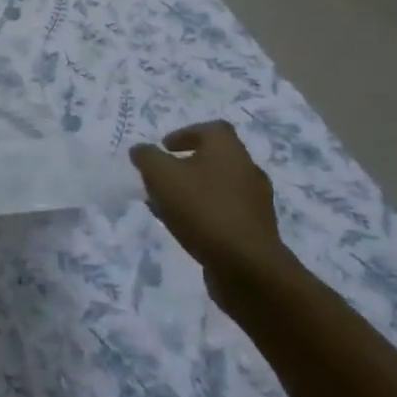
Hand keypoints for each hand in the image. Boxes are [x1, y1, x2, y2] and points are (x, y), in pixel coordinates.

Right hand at [130, 122, 288, 304]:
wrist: (247, 267)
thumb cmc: (203, 209)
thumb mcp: (162, 176)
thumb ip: (147, 157)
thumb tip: (140, 150)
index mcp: (229, 150)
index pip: (210, 129)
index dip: (186, 134)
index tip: (165, 147)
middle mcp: (247, 170)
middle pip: (214, 159)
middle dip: (186, 166)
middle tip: (162, 177)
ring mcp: (255, 203)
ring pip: (218, 188)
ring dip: (193, 192)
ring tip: (167, 206)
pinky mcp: (256, 231)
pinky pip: (225, 213)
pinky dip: (204, 214)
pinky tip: (184, 228)